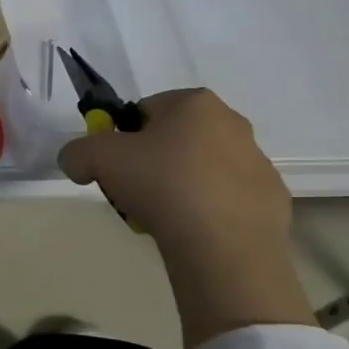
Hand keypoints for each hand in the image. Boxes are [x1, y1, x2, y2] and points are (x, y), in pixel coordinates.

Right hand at [58, 89, 316, 348]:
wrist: (223, 246)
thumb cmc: (162, 184)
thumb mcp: (98, 159)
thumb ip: (77, 152)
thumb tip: (76, 163)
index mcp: (195, 103)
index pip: (145, 110)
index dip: (123, 137)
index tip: (115, 166)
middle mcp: (233, 123)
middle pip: (175, 139)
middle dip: (152, 162)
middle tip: (135, 192)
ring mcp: (258, 163)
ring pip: (201, 169)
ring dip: (180, 187)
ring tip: (163, 219)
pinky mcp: (271, 201)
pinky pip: (226, 201)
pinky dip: (208, 212)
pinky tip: (193, 233)